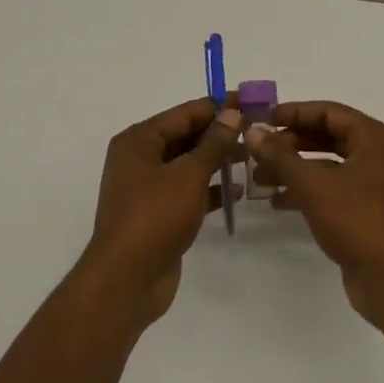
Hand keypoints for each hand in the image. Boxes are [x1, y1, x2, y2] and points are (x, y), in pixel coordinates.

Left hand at [78, 97, 241, 328]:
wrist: (127, 280)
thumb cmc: (155, 216)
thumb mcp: (189, 174)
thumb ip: (213, 143)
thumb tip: (233, 113)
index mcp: (139, 140)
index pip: (184, 113)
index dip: (218, 107)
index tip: (251, 102)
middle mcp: (140, 159)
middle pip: (185, 137)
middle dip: (219, 134)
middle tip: (256, 130)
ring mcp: (148, 189)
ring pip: (188, 165)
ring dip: (217, 161)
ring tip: (252, 157)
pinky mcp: (158, 215)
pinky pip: (188, 192)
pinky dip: (209, 189)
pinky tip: (238, 191)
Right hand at [245, 100, 383, 322]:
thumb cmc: (356, 221)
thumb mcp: (313, 185)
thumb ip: (281, 156)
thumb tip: (253, 132)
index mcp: (374, 138)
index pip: (329, 112)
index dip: (294, 112)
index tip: (264, 117)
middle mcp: (379, 154)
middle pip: (329, 136)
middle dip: (291, 144)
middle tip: (259, 150)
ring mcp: (376, 183)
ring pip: (329, 164)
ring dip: (295, 169)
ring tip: (260, 178)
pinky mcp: (370, 210)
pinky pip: (335, 188)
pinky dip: (309, 190)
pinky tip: (279, 201)